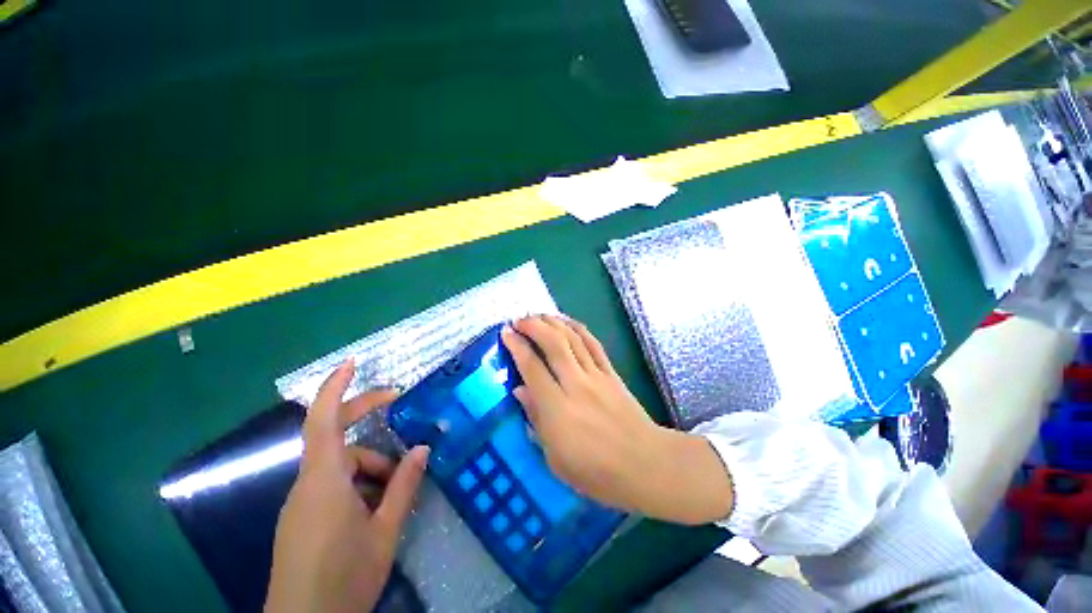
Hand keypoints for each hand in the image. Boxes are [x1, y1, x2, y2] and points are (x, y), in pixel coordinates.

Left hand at [266, 360, 428, 612]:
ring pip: (339, 464)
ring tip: (396, 489)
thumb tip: (422, 449)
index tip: (352, 363)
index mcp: (324, 481)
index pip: (322, 420)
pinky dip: (359, 483)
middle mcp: (308, 484)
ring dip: (370, 466)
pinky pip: (332, 484)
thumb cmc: (344, 577)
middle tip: (397, 405)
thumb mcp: (384, 531)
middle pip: (333, 436)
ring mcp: (303, 502)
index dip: (334, 387)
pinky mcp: (303, 517)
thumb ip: (403, 486)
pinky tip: (377, 507)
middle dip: (363, 414)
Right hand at [501, 316, 733, 524]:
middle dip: (534, 326)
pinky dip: (579, 329)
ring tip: (539, 315)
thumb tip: (519, 389)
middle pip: (553, 344)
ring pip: (573, 339)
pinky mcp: (612, 373)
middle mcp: (575, 385)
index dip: (517, 346)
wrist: (644, 464)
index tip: (506, 333)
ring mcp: (596, 376)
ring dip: (554, 322)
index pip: (532, 368)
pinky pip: (593, 344)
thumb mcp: (555, 458)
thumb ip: (536, 419)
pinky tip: (568, 322)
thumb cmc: (596, 472)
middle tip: (520, 320)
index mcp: (557, 409)